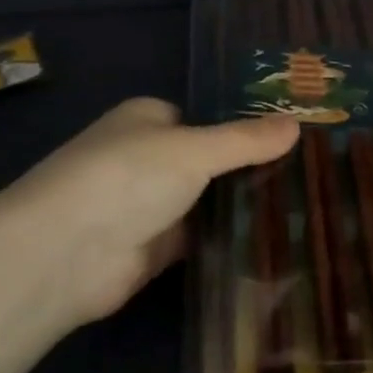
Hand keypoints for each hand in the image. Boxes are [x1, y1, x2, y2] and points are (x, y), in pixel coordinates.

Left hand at [0, 98, 299, 331]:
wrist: (65, 255)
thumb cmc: (127, 178)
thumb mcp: (195, 149)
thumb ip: (246, 140)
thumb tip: (298, 123)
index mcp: (147, 119)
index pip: (204, 117)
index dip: (244, 126)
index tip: (291, 137)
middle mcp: (146, 158)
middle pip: (209, 160)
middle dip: (249, 168)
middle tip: (307, 174)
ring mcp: (149, 205)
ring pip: (207, 200)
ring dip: (241, 206)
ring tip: (303, 206)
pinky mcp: (153, 248)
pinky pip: (201, 238)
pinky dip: (229, 238)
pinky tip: (273, 239)